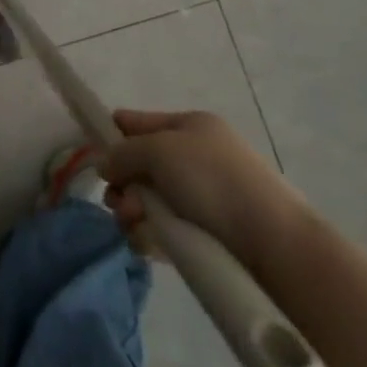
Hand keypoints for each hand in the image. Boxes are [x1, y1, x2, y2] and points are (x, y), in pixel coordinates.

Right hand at [101, 110, 302, 254]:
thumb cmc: (213, 180)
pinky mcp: (204, 234)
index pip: (138, 122)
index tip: (94, 158)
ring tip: (136, 226)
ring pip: (147, 201)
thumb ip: (124, 152)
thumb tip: (107, 165)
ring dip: (132, 212)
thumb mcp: (160, 150)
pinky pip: (162, 230)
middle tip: (121, 203)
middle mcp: (194, 157)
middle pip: (139, 166)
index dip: (112, 135)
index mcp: (189, 126)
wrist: (272, 241)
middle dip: (123, 184)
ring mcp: (200, 197)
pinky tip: (147, 245)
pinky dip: (150, 236)